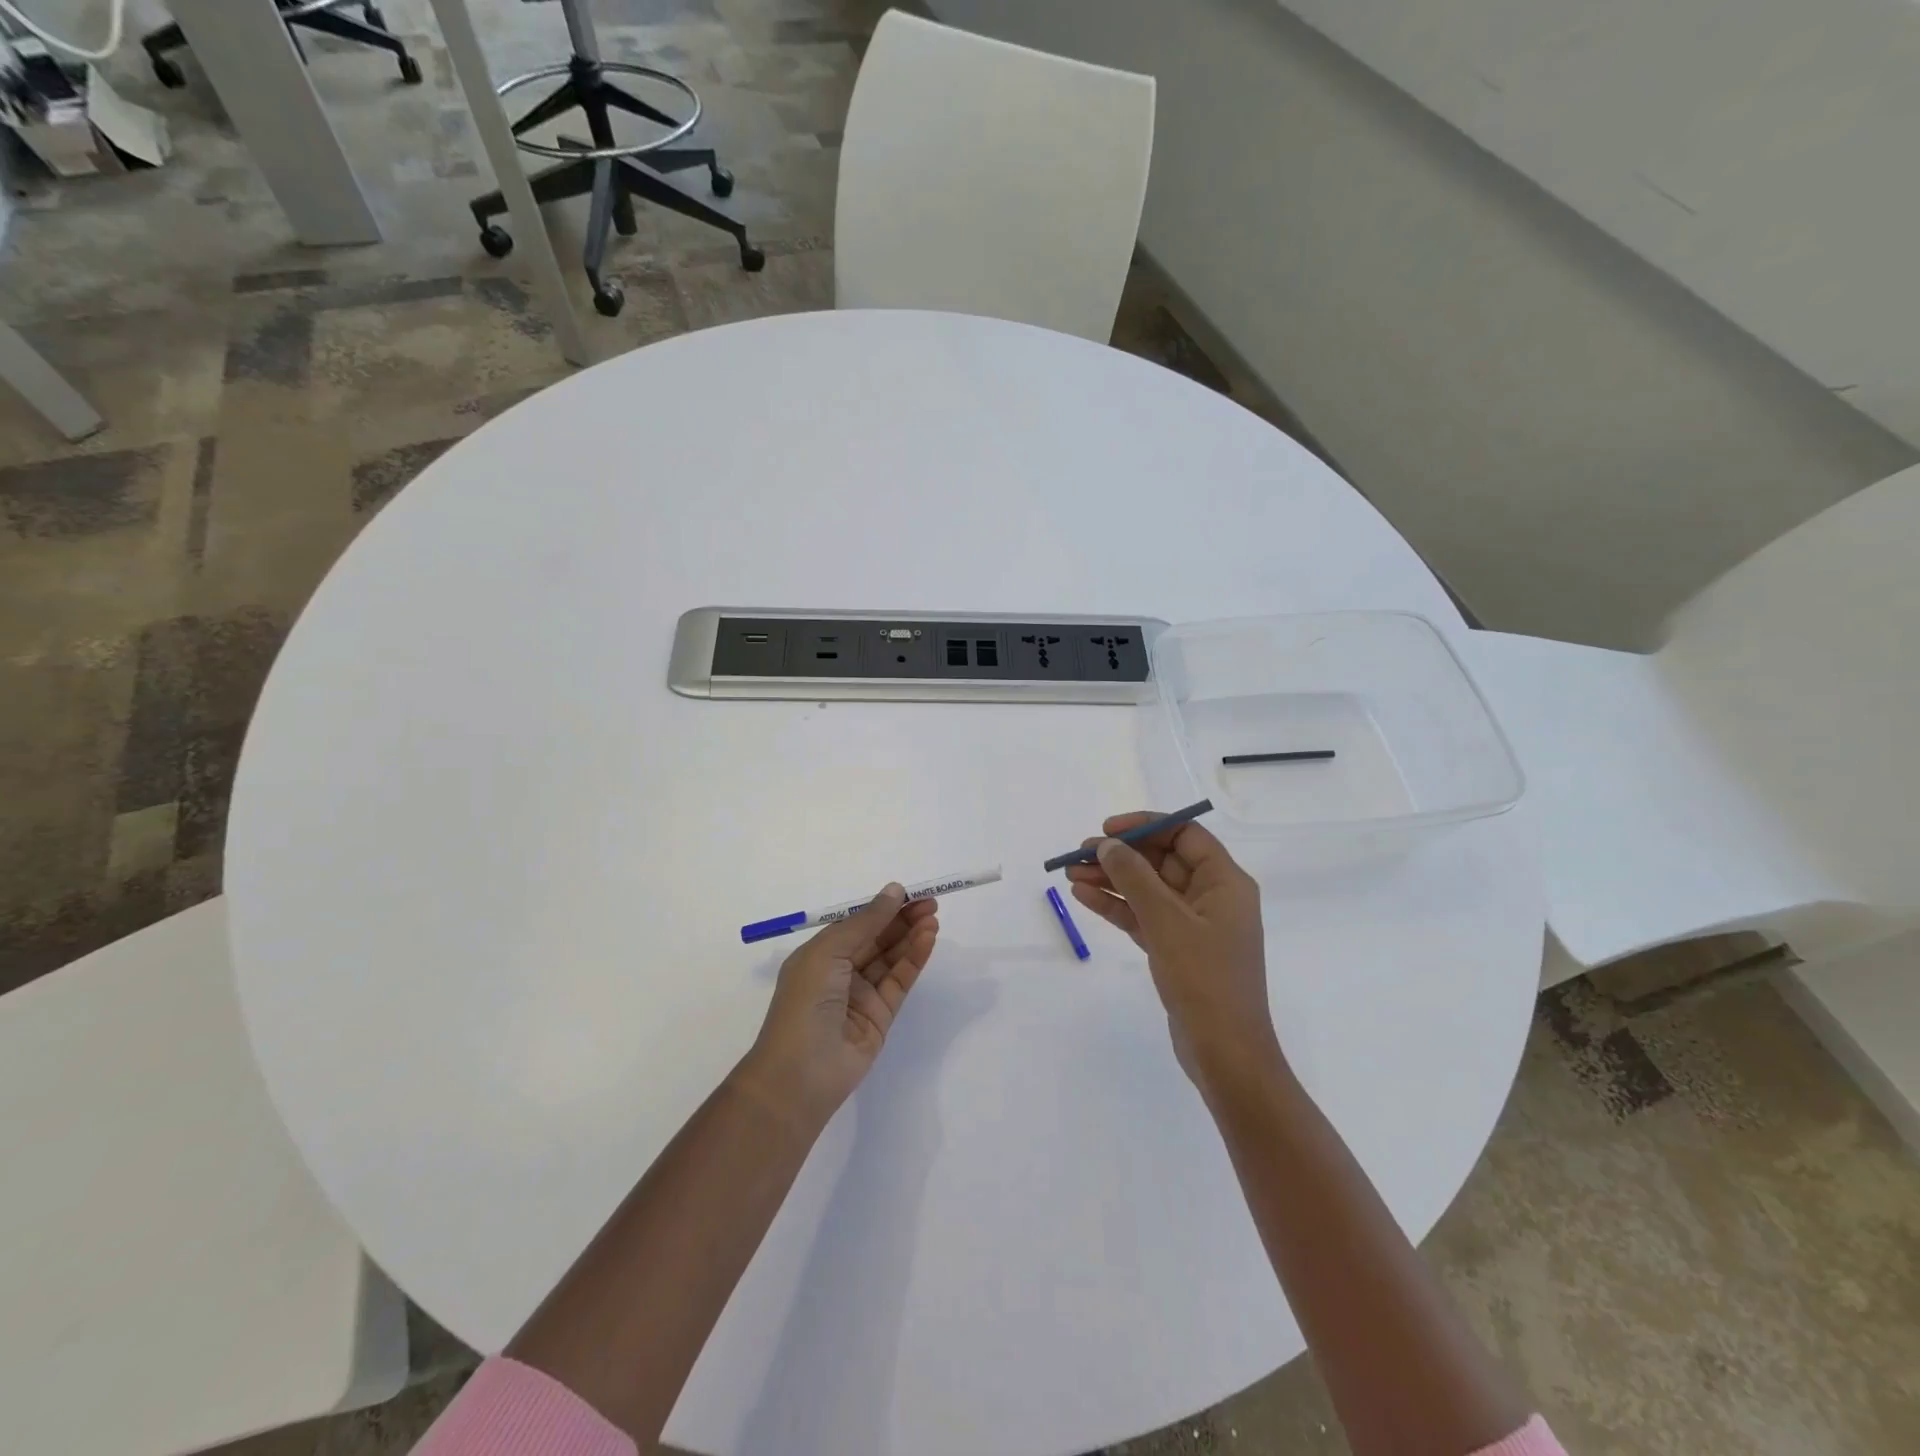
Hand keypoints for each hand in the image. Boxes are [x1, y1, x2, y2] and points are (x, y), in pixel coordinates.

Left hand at [735, 884, 939, 1129]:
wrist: (801, 1073)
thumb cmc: (805, 1002)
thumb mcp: (829, 952)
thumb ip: (865, 922)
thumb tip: (894, 890)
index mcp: (819, 955)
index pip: (856, 924)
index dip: (881, 907)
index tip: (908, 892)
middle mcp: (840, 972)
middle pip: (877, 939)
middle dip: (902, 919)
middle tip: (930, 902)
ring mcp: (861, 995)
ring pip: (891, 958)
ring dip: (911, 936)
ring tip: (933, 918)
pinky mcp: (881, 1016)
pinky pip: (900, 980)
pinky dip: (914, 959)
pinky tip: (927, 940)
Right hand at [1064, 813, 1283, 1098]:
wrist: (1225, 1055)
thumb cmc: (1204, 979)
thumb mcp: (1166, 921)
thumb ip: (1134, 877)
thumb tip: (1106, 846)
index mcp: (1225, 882)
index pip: (1184, 834)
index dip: (1145, 826)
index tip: (1107, 831)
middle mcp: (1212, 897)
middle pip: (1161, 860)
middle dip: (1120, 855)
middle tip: (1078, 854)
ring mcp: (1194, 925)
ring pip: (1147, 890)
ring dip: (1111, 880)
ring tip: (1069, 874)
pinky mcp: (1177, 950)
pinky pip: (1143, 917)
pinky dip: (1116, 907)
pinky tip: (1084, 897)